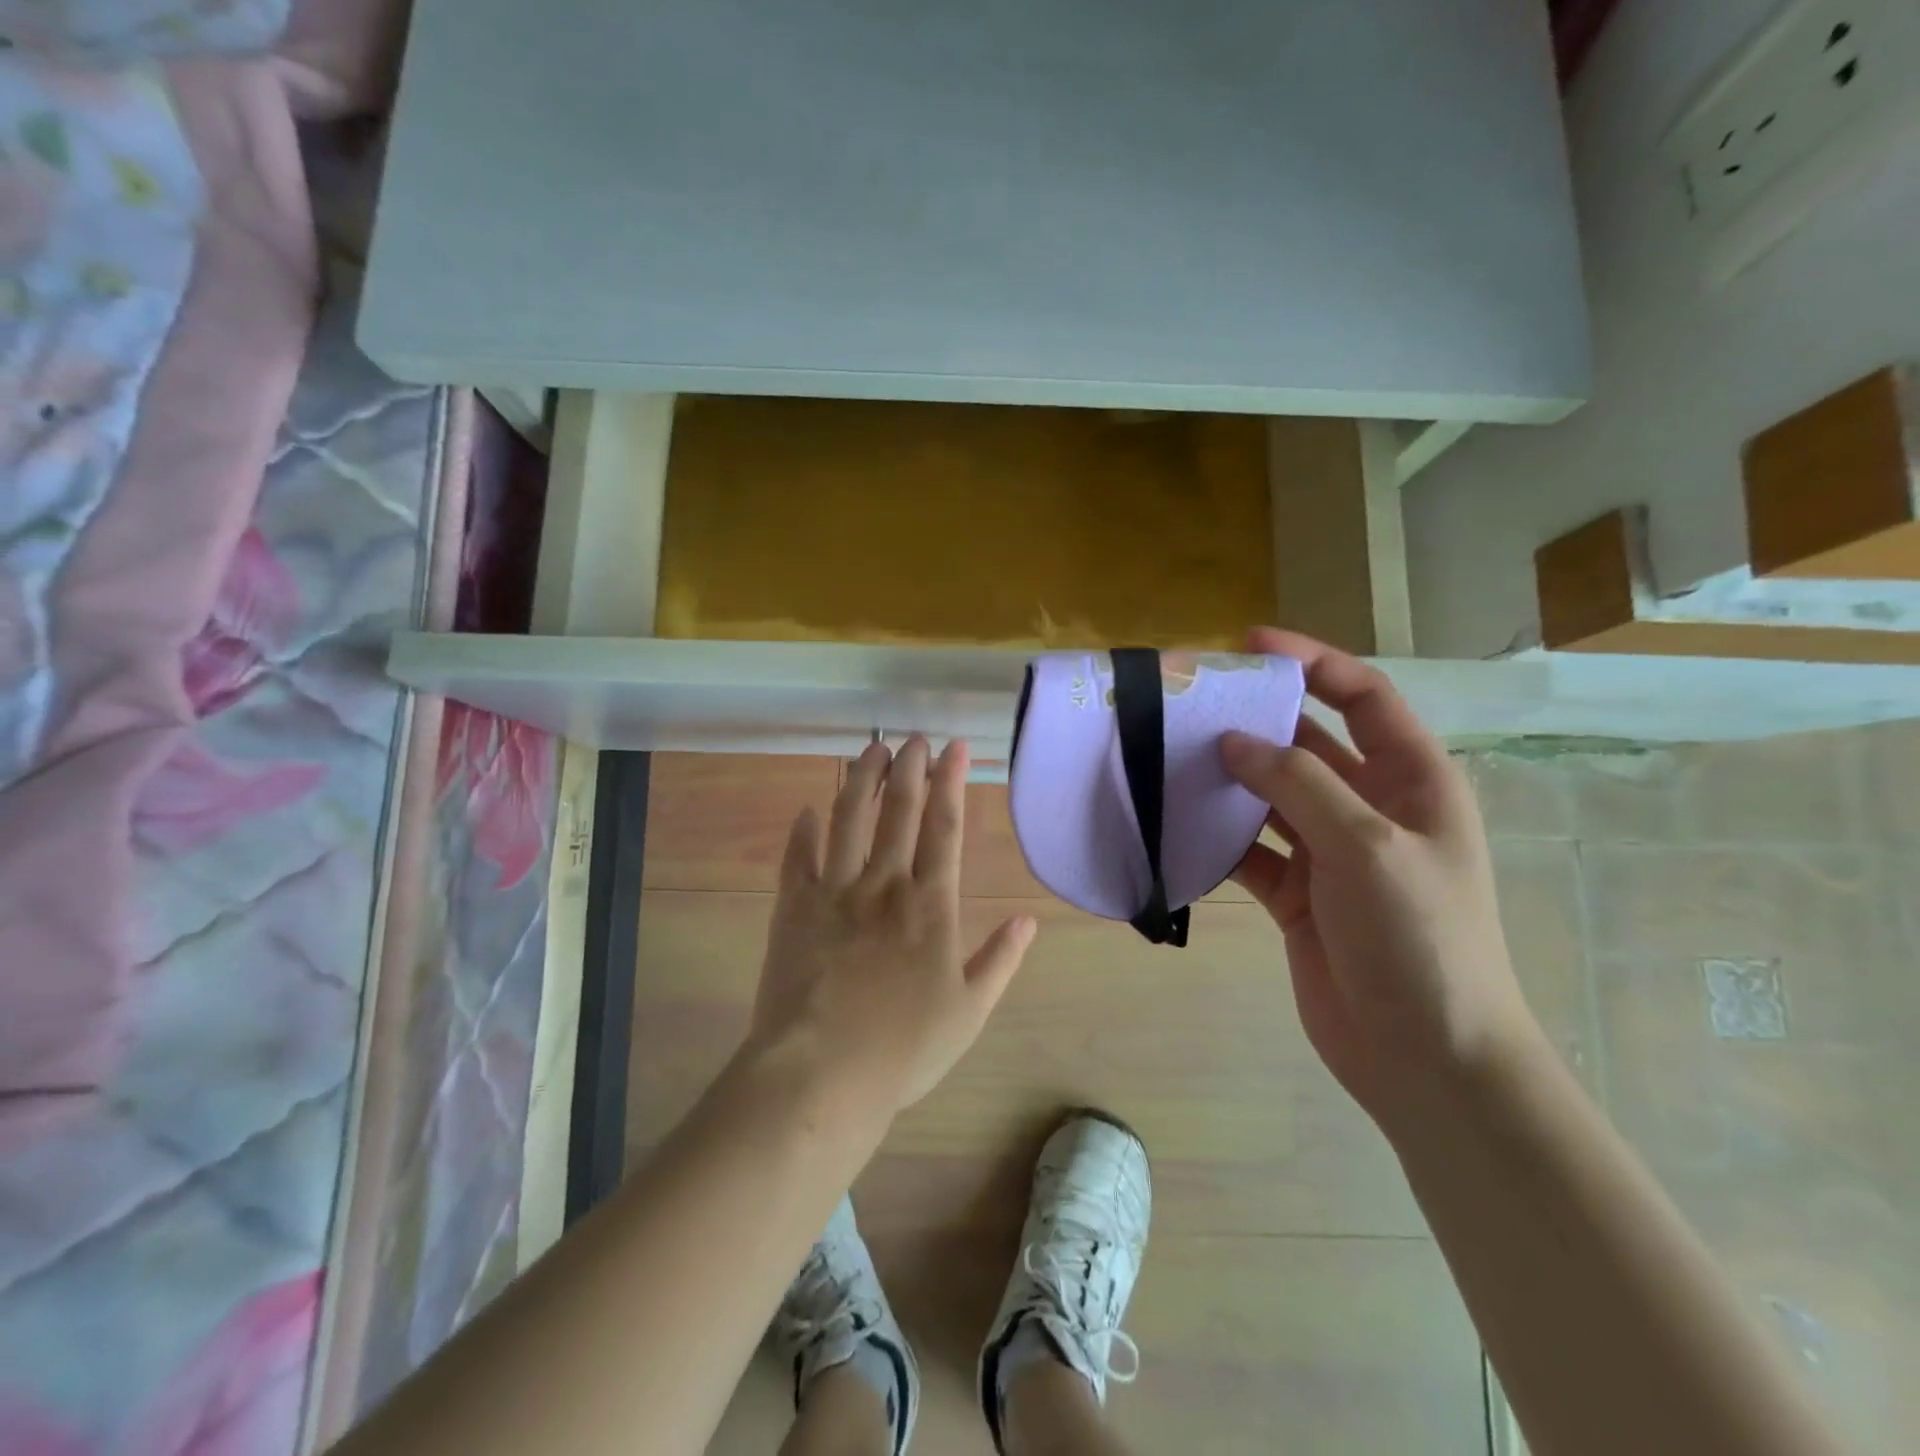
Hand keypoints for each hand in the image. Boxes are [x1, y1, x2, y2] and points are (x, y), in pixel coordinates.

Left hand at [745, 736, 1037, 1113]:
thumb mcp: (969, 1011)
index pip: (945, 826)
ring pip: (848, 818)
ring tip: (870, 749)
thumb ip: (1000, 960)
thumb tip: (1029, 921)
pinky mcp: (793, 907)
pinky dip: (802, 831)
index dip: (950, 781)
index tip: (953, 747)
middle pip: (897, 809)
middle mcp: (884, 884)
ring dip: (860, 779)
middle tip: (913, 737)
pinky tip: (808, 809)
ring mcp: (834, 891)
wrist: (821, 1074)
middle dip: (908, 767)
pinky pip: (798, 857)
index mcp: (930, 904)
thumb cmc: (903, 1048)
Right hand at [1221, 628, 1541, 1123]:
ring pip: (1270, 795)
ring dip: (1228, 778)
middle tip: (1190, 701)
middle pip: (1307, 742)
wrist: (1426, 1057)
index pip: (1363, 697)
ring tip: (1170, 756)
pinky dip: (1218, 838)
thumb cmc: (1418, 939)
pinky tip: (1178, 828)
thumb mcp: (1366, 846)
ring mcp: (1330, 852)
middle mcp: (1370, 807)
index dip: (1313, 662)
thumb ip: (1298, 784)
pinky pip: (1250, 849)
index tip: (1251, 644)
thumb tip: (1234, 741)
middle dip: (1255, 719)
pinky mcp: (1296, 893)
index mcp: (1412, 781)